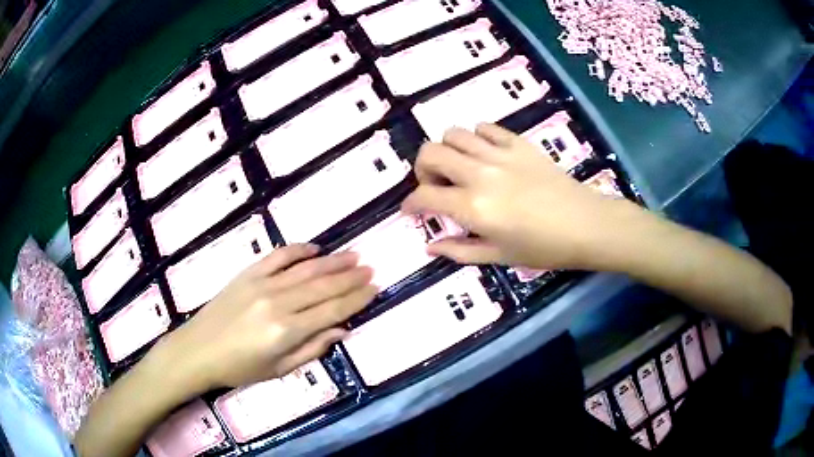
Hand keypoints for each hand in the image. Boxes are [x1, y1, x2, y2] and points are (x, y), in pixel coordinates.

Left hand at [147, 245, 376, 395]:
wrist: (198, 350)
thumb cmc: (239, 368)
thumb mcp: (279, 370)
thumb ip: (312, 348)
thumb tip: (343, 330)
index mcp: (287, 332)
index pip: (332, 311)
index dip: (355, 299)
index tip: (374, 288)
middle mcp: (278, 303)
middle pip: (323, 286)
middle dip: (350, 277)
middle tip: (371, 268)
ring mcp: (262, 284)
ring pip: (305, 269)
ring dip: (333, 261)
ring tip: (354, 255)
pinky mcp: (248, 274)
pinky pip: (278, 256)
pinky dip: (299, 250)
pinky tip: (316, 248)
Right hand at [402, 124, 635, 270]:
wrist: (586, 225)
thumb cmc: (544, 248)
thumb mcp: (499, 257)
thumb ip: (459, 250)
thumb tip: (429, 247)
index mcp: (473, 207)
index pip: (425, 196)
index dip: (410, 204)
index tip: (411, 210)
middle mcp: (480, 174)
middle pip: (431, 152)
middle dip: (422, 169)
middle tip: (435, 186)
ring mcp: (500, 154)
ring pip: (454, 133)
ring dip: (447, 150)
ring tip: (459, 167)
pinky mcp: (518, 143)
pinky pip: (485, 128)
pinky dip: (476, 138)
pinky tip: (484, 154)